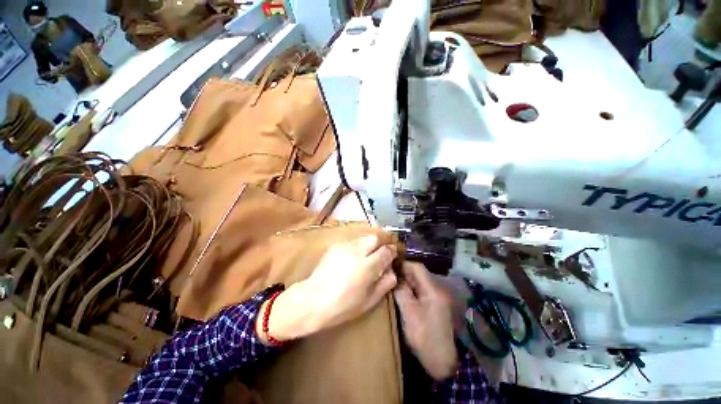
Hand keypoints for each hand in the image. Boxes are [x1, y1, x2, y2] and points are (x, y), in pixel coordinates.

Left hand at [256, 235, 397, 342]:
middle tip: (382, 252)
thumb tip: (392, 270)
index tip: (393, 254)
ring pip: (364, 237)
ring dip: (370, 244)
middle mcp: (357, 252)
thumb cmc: (342, 306)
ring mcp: (345, 246)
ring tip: (368, 255)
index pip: (386, 251)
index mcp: (367, 267)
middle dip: (382, 242)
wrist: (312, 300)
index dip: (392, 251)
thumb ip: (385, 283)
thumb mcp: (369, 301)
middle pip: (375, 237)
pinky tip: (354, 257)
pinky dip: (359, 246)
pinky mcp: (335, 246)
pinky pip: (353, 241)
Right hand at [394, 262, 458, 379]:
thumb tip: (394, 277)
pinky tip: (402, 292)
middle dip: (404, 273)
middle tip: (389, 274)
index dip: (404, 264)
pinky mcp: (435, 305)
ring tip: (393, 282)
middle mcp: (437, 289)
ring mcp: (437, 297)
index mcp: (433, 290)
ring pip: (419, 282)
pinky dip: (411, 289)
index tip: (390, 266)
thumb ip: (402, 292)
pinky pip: (421, 291)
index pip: (418, 268)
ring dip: (407, 281)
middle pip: (419, 274)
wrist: (441, 361)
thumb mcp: (409, 313)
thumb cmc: (424, 336)